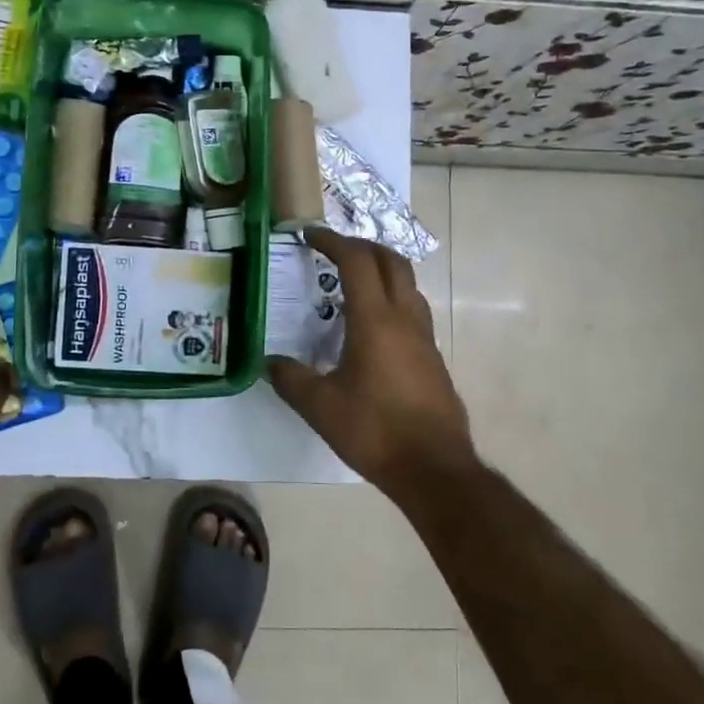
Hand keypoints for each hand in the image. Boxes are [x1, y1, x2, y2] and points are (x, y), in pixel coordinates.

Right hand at [267, 229, 475, 500]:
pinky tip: (373, 325)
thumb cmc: (375, 431)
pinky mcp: (433, 356)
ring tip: (353, 281)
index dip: (332, 241)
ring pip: (408, 283)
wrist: (434, 467)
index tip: (310, 235)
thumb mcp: (320, 407)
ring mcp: (424, 336)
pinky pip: (413, 309)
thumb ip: (291, 379)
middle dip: (362, 246)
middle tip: (333, 250)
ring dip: (382, 269)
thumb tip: (269, 363)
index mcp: (375, 320)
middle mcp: (404, 318)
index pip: (356, 261)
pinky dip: (392, 297)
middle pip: (391, 260)